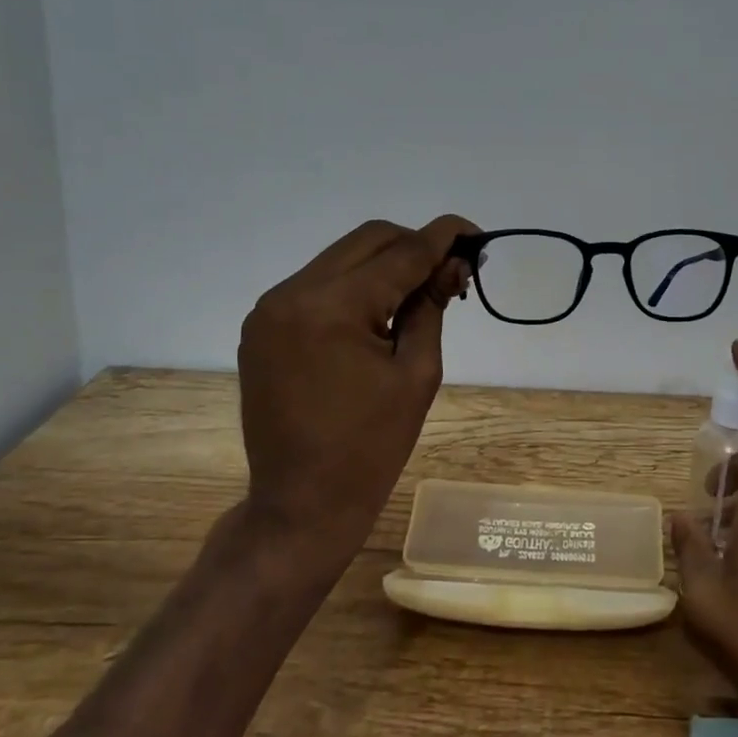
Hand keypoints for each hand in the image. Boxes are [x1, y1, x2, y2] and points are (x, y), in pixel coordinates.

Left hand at [237, 215, 476, 589]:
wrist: (300, 504)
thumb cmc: (371, 448)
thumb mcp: (417, 373)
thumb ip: (431, 307)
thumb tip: (451, 264)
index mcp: (331, 308)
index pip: (401, 252)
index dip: (443, 237)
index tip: (475, 233)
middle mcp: (291, 294)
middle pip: (368, 240)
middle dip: (414, 246)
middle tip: (450, 272)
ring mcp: (269, 309)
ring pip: (341, 257)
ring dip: (384, 265)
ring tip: (417, 295)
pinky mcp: (262, 326)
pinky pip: (318, 284)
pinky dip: (354, 286)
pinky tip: (377, 313)